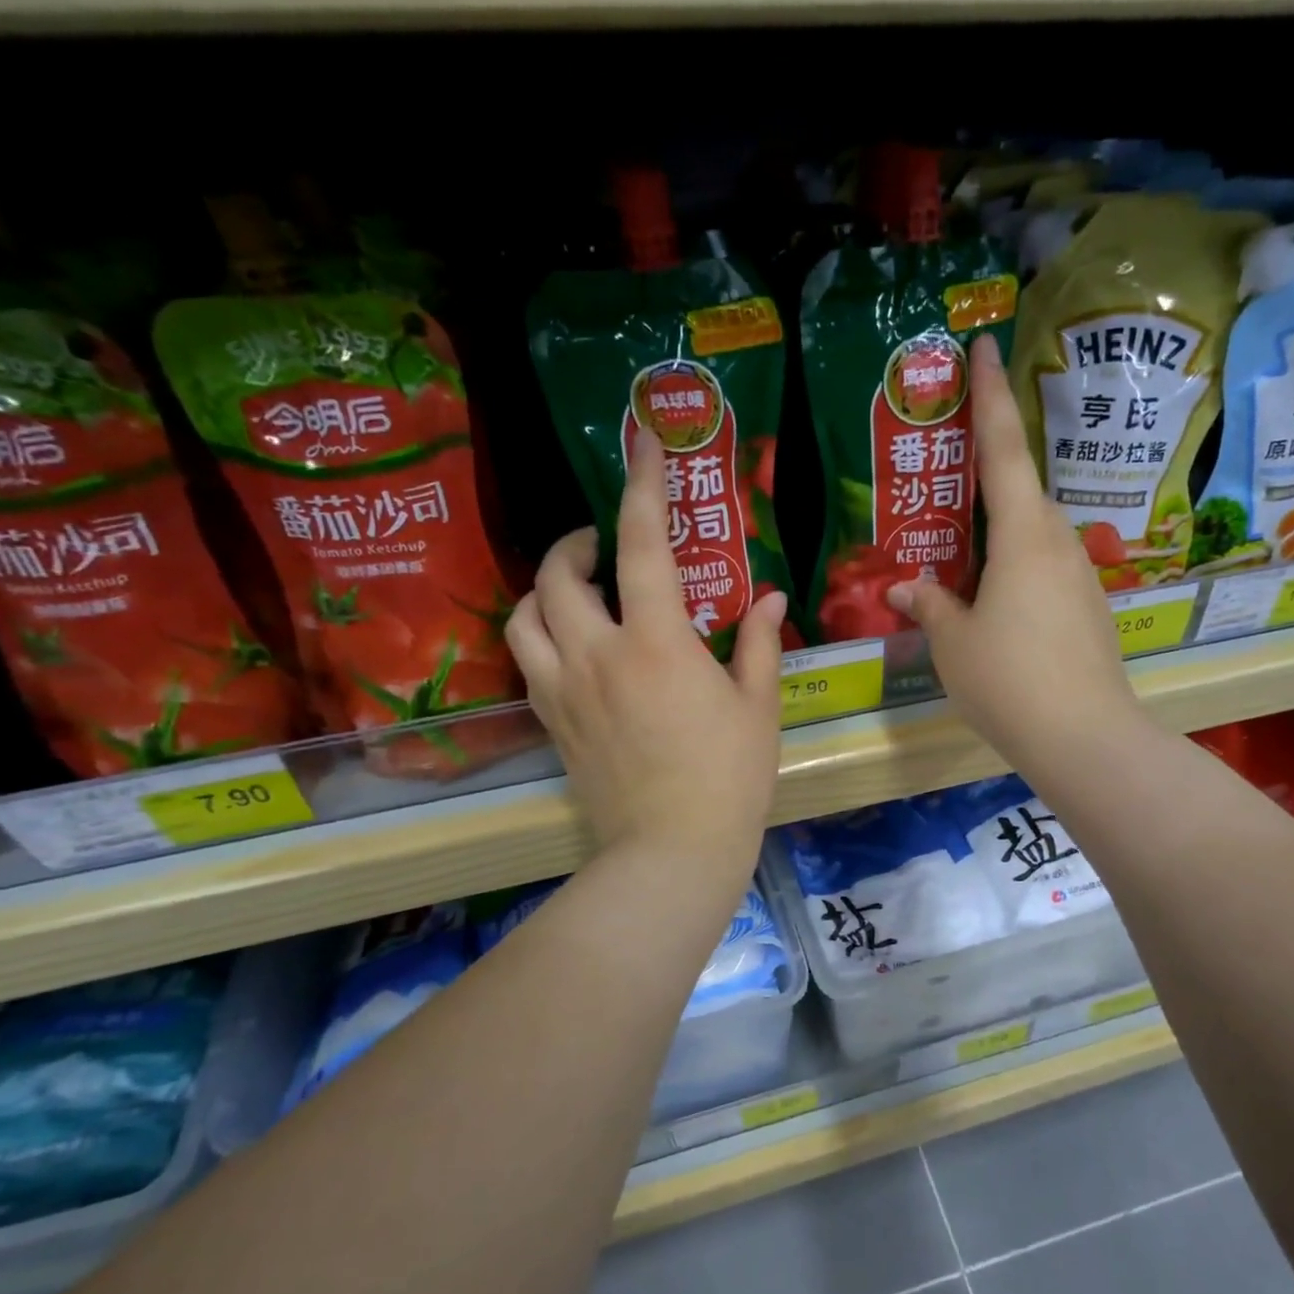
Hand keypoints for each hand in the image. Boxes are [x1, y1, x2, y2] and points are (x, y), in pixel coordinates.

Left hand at [505, 428, 785, 879]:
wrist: (672, 849)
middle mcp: (597, 655)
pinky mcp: (552, 723)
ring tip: (577, 592)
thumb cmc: (729, 778)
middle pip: (559, 574)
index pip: (641, 546)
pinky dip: (541, 635)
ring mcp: (564, 690)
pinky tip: (572, 646)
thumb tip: (769, 596)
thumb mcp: (757, 706)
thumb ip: (756, 642)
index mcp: (657, 644)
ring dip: (546, 589)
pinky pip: (528, 661)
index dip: (642, 486)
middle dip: (577, 543)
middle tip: (605, 546)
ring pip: (524, 615)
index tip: (642, 443)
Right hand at [886, 332, 1137, 775]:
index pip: (1004, 450)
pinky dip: (1020, 571)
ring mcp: (1081, 577)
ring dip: (1005, 535)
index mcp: (1023, 536)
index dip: (990, 397)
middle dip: (993, 480)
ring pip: (1037, 536)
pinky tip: (998, 606)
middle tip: (955, 483)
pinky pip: (1048, 571)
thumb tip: (907, 588)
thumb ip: (931, 607)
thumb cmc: (1008, 680)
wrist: (1083, 737)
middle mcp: (1060, 543)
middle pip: (1025, 494)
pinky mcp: (1090, 610)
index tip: (986, 347)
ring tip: (968, 560)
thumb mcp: (954, 643)